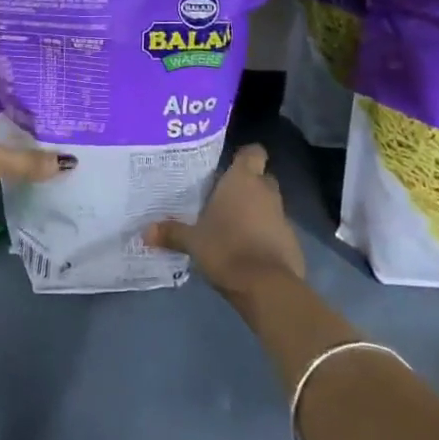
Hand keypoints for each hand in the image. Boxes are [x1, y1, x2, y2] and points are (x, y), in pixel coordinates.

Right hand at [144, 145, 303, 299]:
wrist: (268, 287)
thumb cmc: (226, 249)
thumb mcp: (192, 241)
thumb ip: (171, 232)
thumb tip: (145, 231)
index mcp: (243, 180)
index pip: (253, 152)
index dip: (243, 157)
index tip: (227, 166)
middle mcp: (266, 192)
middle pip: (261, 178)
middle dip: (247, 185)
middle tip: (223, 197)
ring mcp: (283, 217)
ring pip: (268, 204)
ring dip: (255, 211)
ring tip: (231, 225)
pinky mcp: (292, 242)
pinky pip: (275, 229)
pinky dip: (264, 234)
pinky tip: (246, 249)